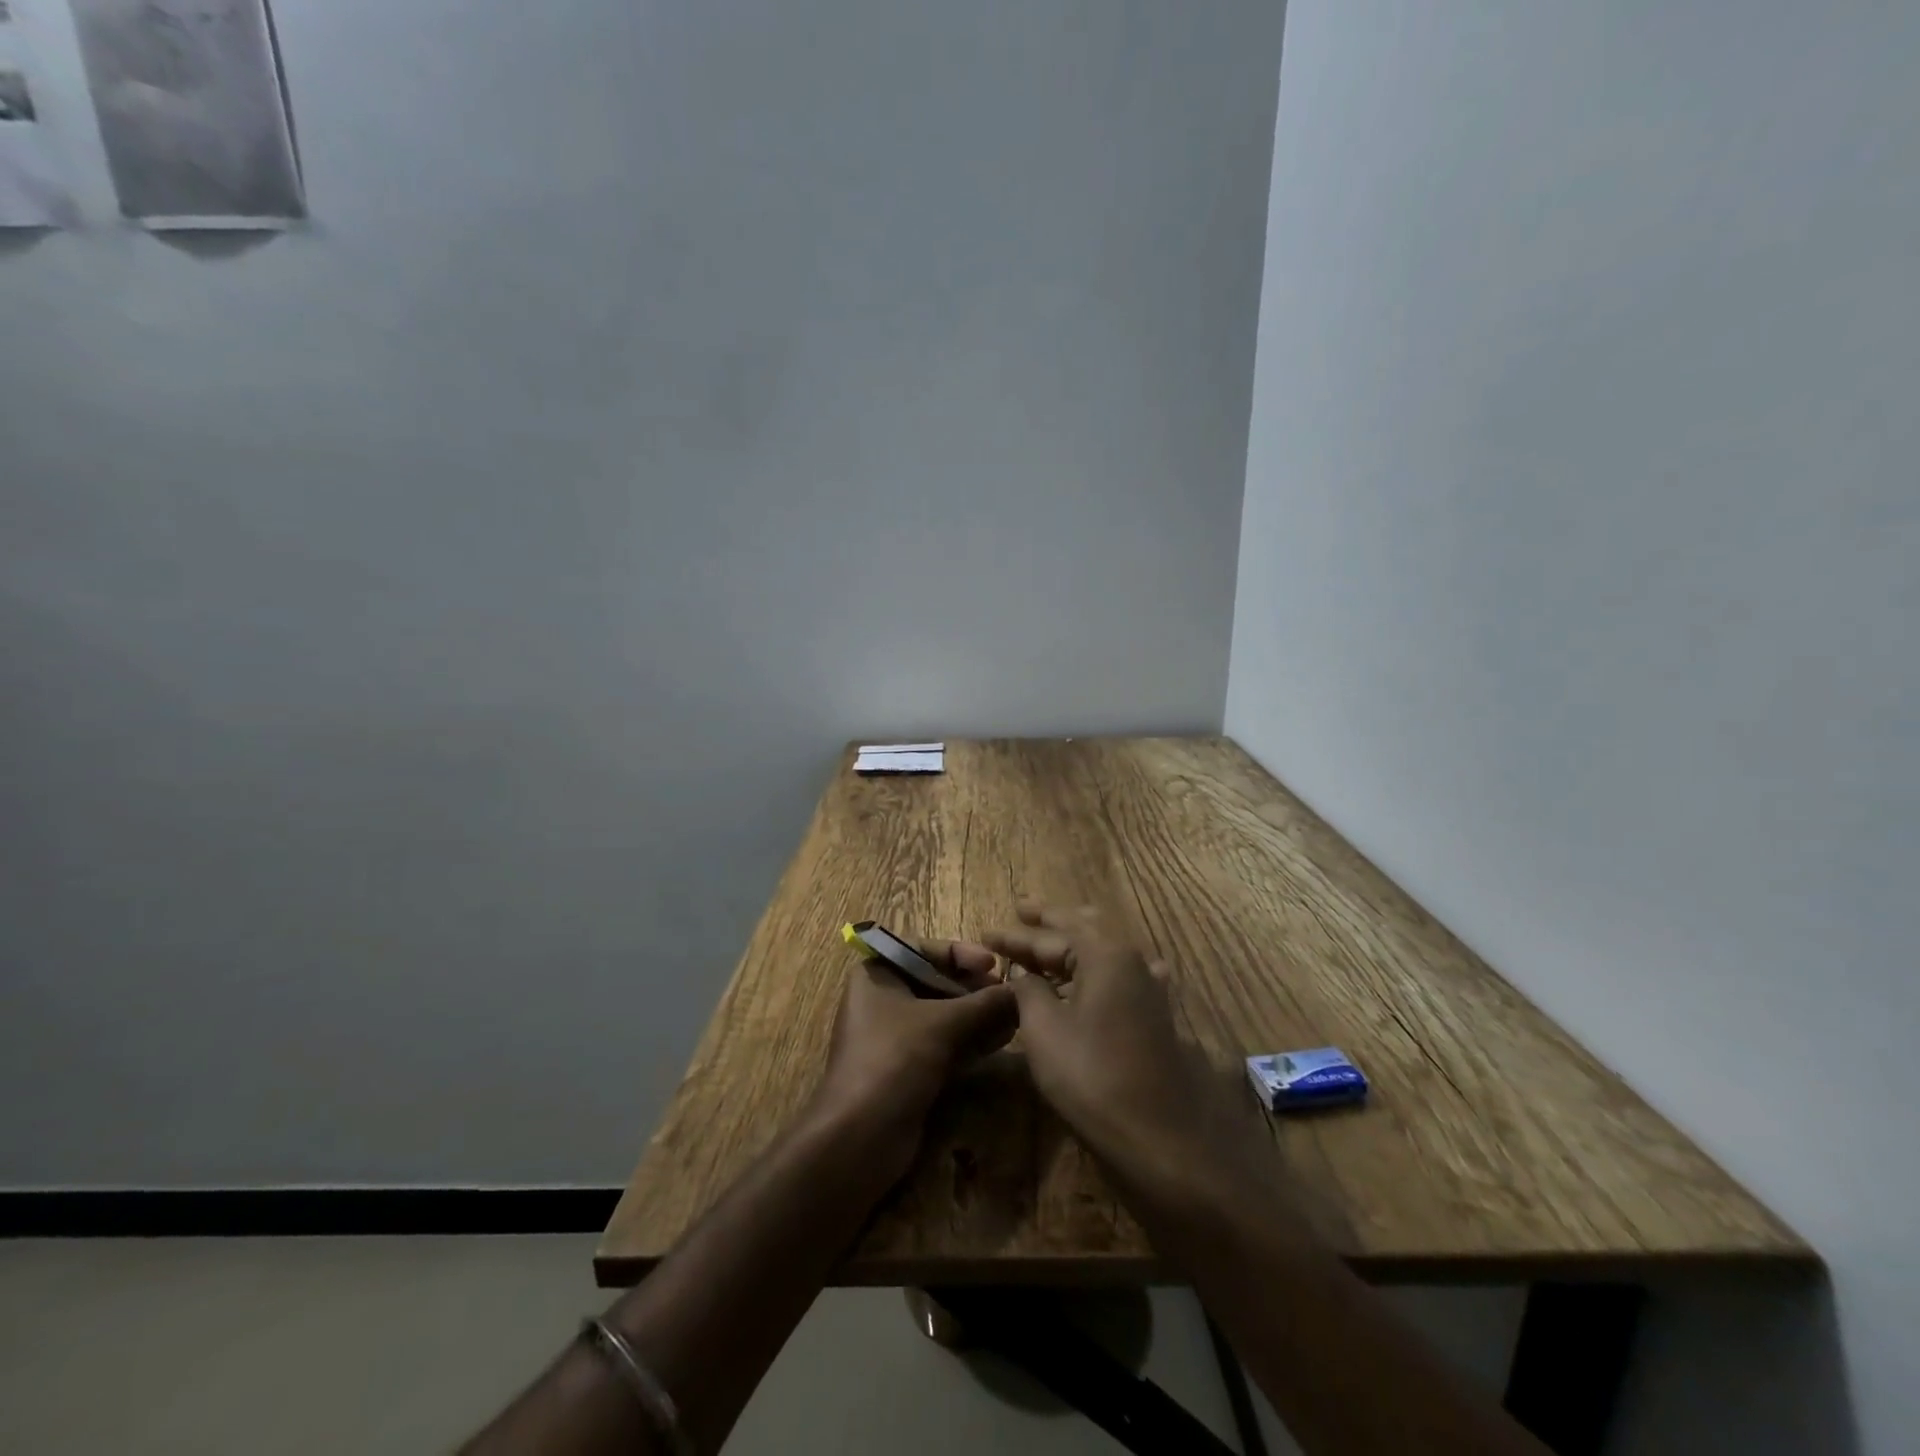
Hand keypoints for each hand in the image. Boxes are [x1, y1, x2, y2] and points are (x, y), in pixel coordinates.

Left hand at [809, 939, 1017, 1176]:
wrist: (859, 1137)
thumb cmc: (894, 1059)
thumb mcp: (943, 1023)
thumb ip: (984, 1004)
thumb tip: (1023, 989)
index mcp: (876, 974)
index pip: (922, 949)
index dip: (960, 953)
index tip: (993, 963)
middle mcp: (882, 999)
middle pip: (934, 981)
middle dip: (973, 988)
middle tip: (1009, 994)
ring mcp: (894, 1036)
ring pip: (942, 1015)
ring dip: (977, 1015)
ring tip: (1015, 1016)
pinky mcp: (907, 1068)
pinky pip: (943, 1042)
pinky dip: (970, 1039)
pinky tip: (1002, 1039)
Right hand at [986, 902, 1269, 1208]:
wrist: (1158, 1136)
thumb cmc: (1092, 1077)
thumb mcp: (1044, 1030)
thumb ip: (1028, 991)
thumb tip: (1023, 973)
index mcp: (1105, 955)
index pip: (1050, 937)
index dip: (1014, 936)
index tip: (985, 932)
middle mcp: (1132, 960)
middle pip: (1084, 929)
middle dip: (1051, 920)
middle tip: (1022, 909)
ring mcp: (1149, 987)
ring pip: (1106, 949)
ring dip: (1075, 941)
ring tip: (1051, 934)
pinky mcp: (1155, 1013)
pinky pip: (1121, 972)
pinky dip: (1099, 965)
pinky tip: (1102, 967)